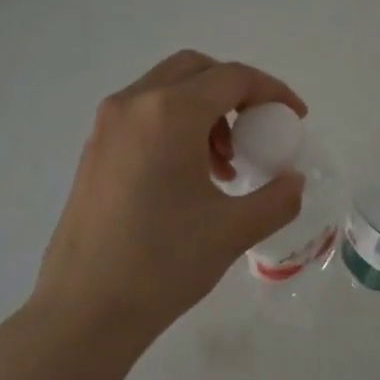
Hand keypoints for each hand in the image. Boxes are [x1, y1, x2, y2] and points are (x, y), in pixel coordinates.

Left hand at [27, 50, 307, 353]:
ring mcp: (106, 127)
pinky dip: (176, 127)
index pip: (232, 78)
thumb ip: (277, 198)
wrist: (85, 310)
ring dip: (205, 112)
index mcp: (169, 114)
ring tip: (224, 166)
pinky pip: (143, 117)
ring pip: (166, 91)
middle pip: (195, 70)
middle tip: (256, 132)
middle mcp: (132, 105)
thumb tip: (294, 180)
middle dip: (235, 92)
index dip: (272, 92)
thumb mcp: (233, 230)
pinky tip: (189, 178)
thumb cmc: (163, 264)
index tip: (295, 119)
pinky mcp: (94, 152)